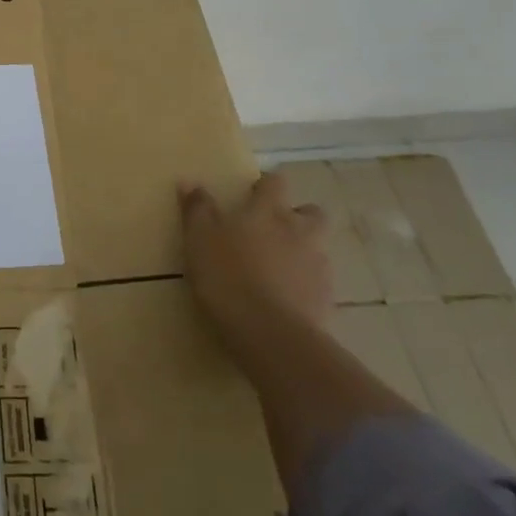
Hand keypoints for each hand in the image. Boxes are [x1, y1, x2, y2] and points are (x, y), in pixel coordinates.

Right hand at [179, 172, 330, 371]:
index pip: (275, 183)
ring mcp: (317, 265)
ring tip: (278, 268)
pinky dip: (305, 284)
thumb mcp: (199, 240)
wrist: (270, 333)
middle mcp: (298, 231)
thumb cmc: (227, 276)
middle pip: (311, 212)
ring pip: (318, 247)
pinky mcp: (326, 298)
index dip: (266, 185)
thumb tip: (189, 181)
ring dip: (302, 251)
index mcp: (266, 212)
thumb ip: (197, 209)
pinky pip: (318, 282)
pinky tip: (286, 298)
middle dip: (297, 216)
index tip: (252, 193)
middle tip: (274, 229)